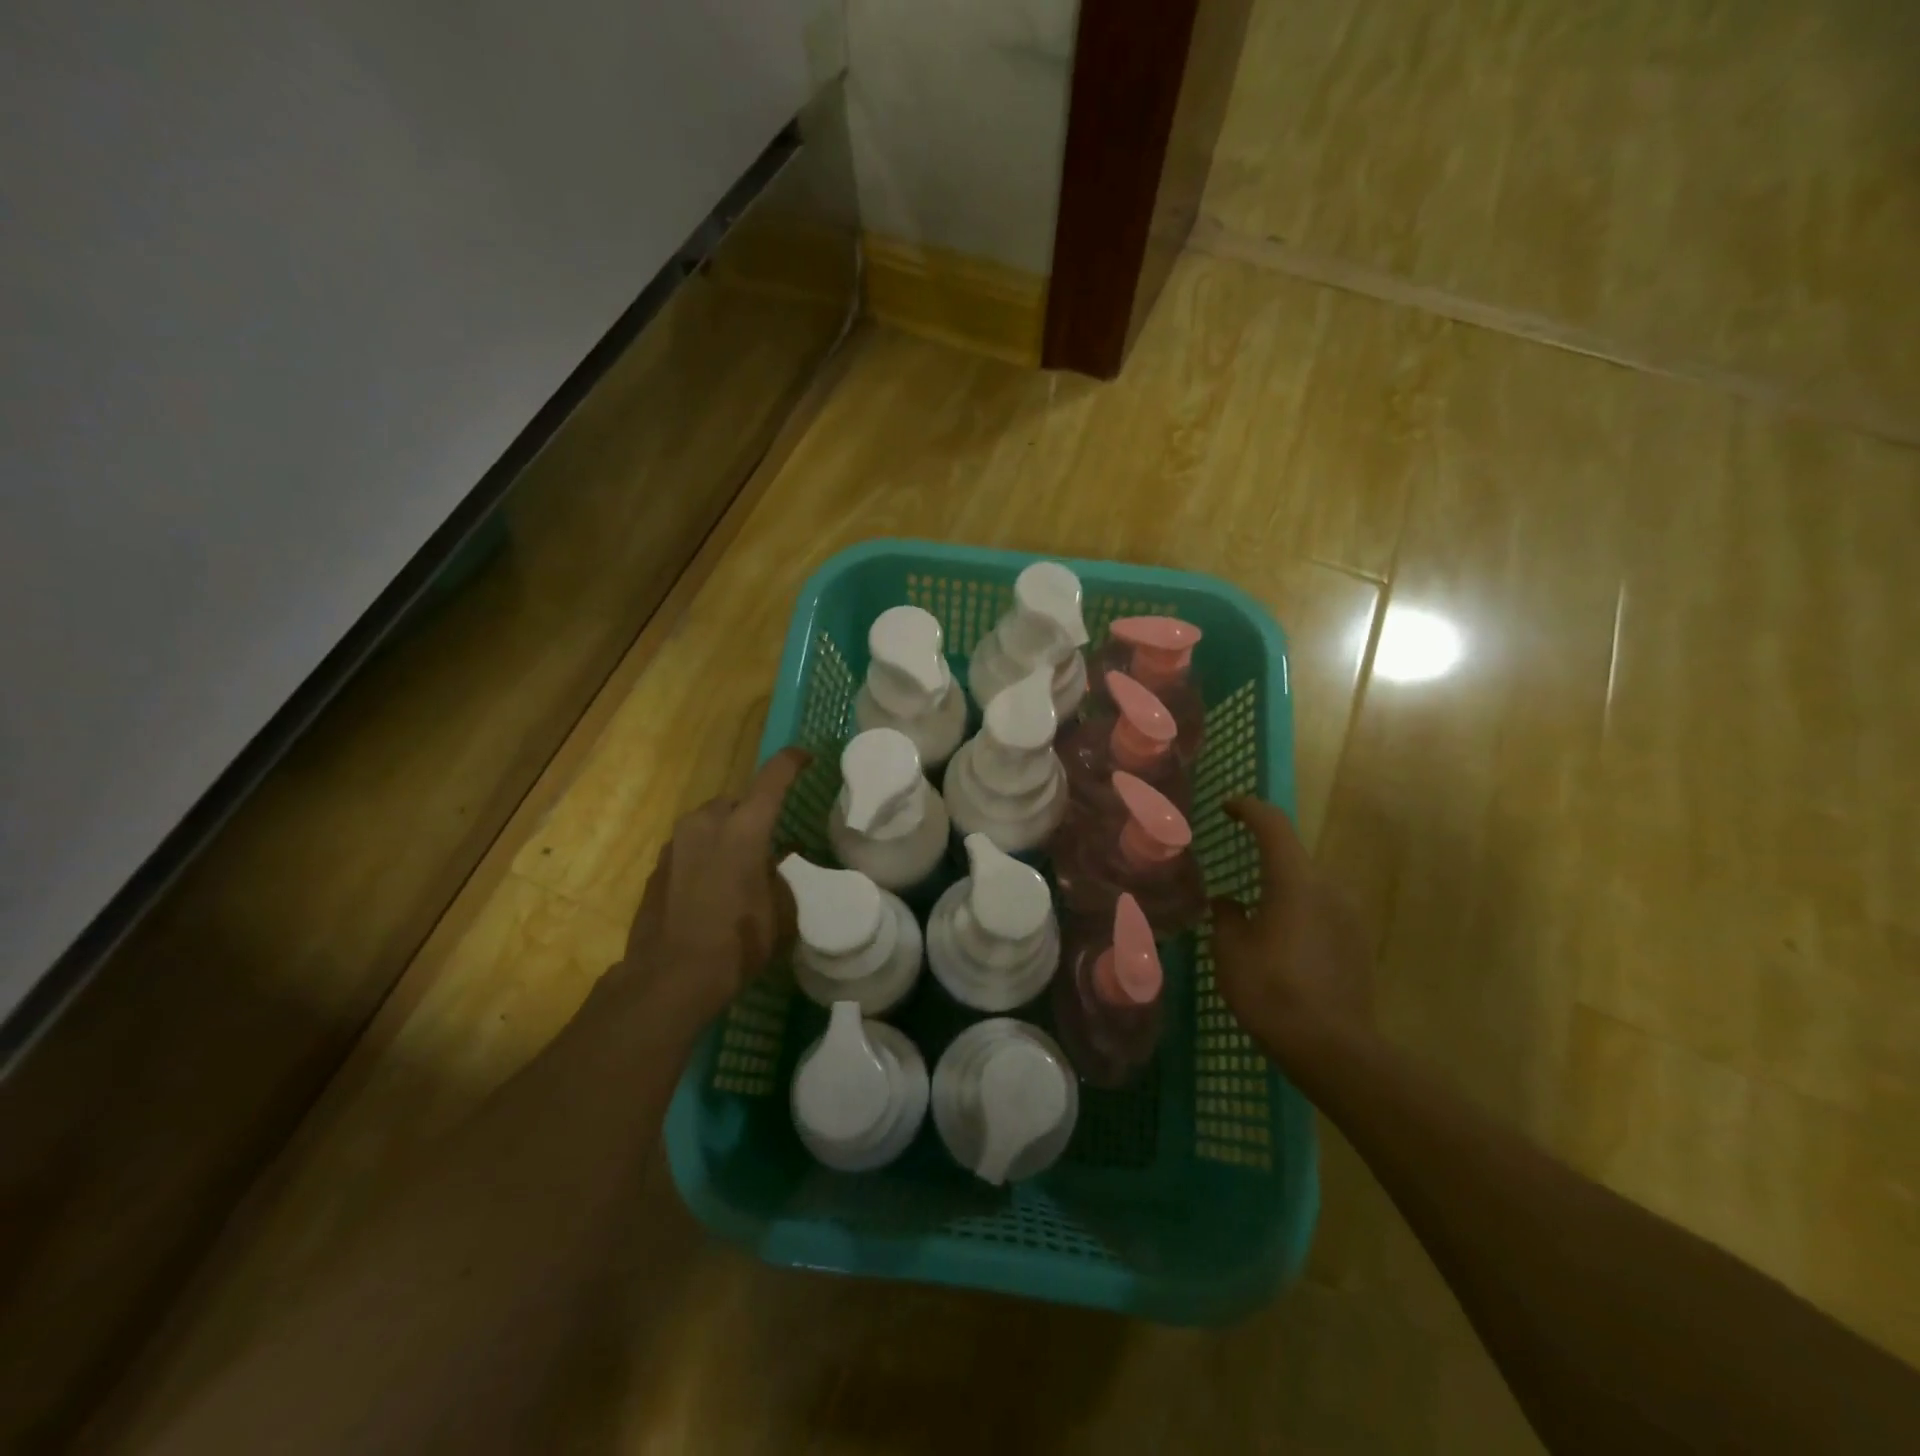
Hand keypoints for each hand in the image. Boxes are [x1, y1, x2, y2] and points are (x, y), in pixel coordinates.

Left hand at [609, 747, 809, 1028]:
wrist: (669, 978)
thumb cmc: (737, 942)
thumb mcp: (780, 912)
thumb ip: (781, 876)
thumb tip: (775, 862)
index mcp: (744, 828)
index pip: (772, 778)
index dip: (792, 762)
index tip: (805, 757)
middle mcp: (706, 824)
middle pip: (735, 802)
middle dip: (753, 814)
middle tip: (769, 841)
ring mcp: (676, 844)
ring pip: (709, 823)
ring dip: (726, 835)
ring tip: (740, 868)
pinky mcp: (657, 867)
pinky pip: (690, 848)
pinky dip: (705, 856)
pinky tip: (713, 888)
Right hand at [1209, 797, 1373, 1070]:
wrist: (1332, 1048)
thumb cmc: (1270, 989)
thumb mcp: (1230, 950)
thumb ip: (1227, 915)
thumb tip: (1228, 901)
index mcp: (1295, 880)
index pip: (1272, 825)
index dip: (1248, 809)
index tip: (1227, 807)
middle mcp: (1328, 888)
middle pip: (1292, 859)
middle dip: (1264, 861)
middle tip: (1235, 878)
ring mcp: (1350, 917)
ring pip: (1308, 890)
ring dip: (1282, 894)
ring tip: (1256, 921)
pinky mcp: (1359, 945)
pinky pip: (1323, 915)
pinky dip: (1300, 918)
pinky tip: (1282, 949)